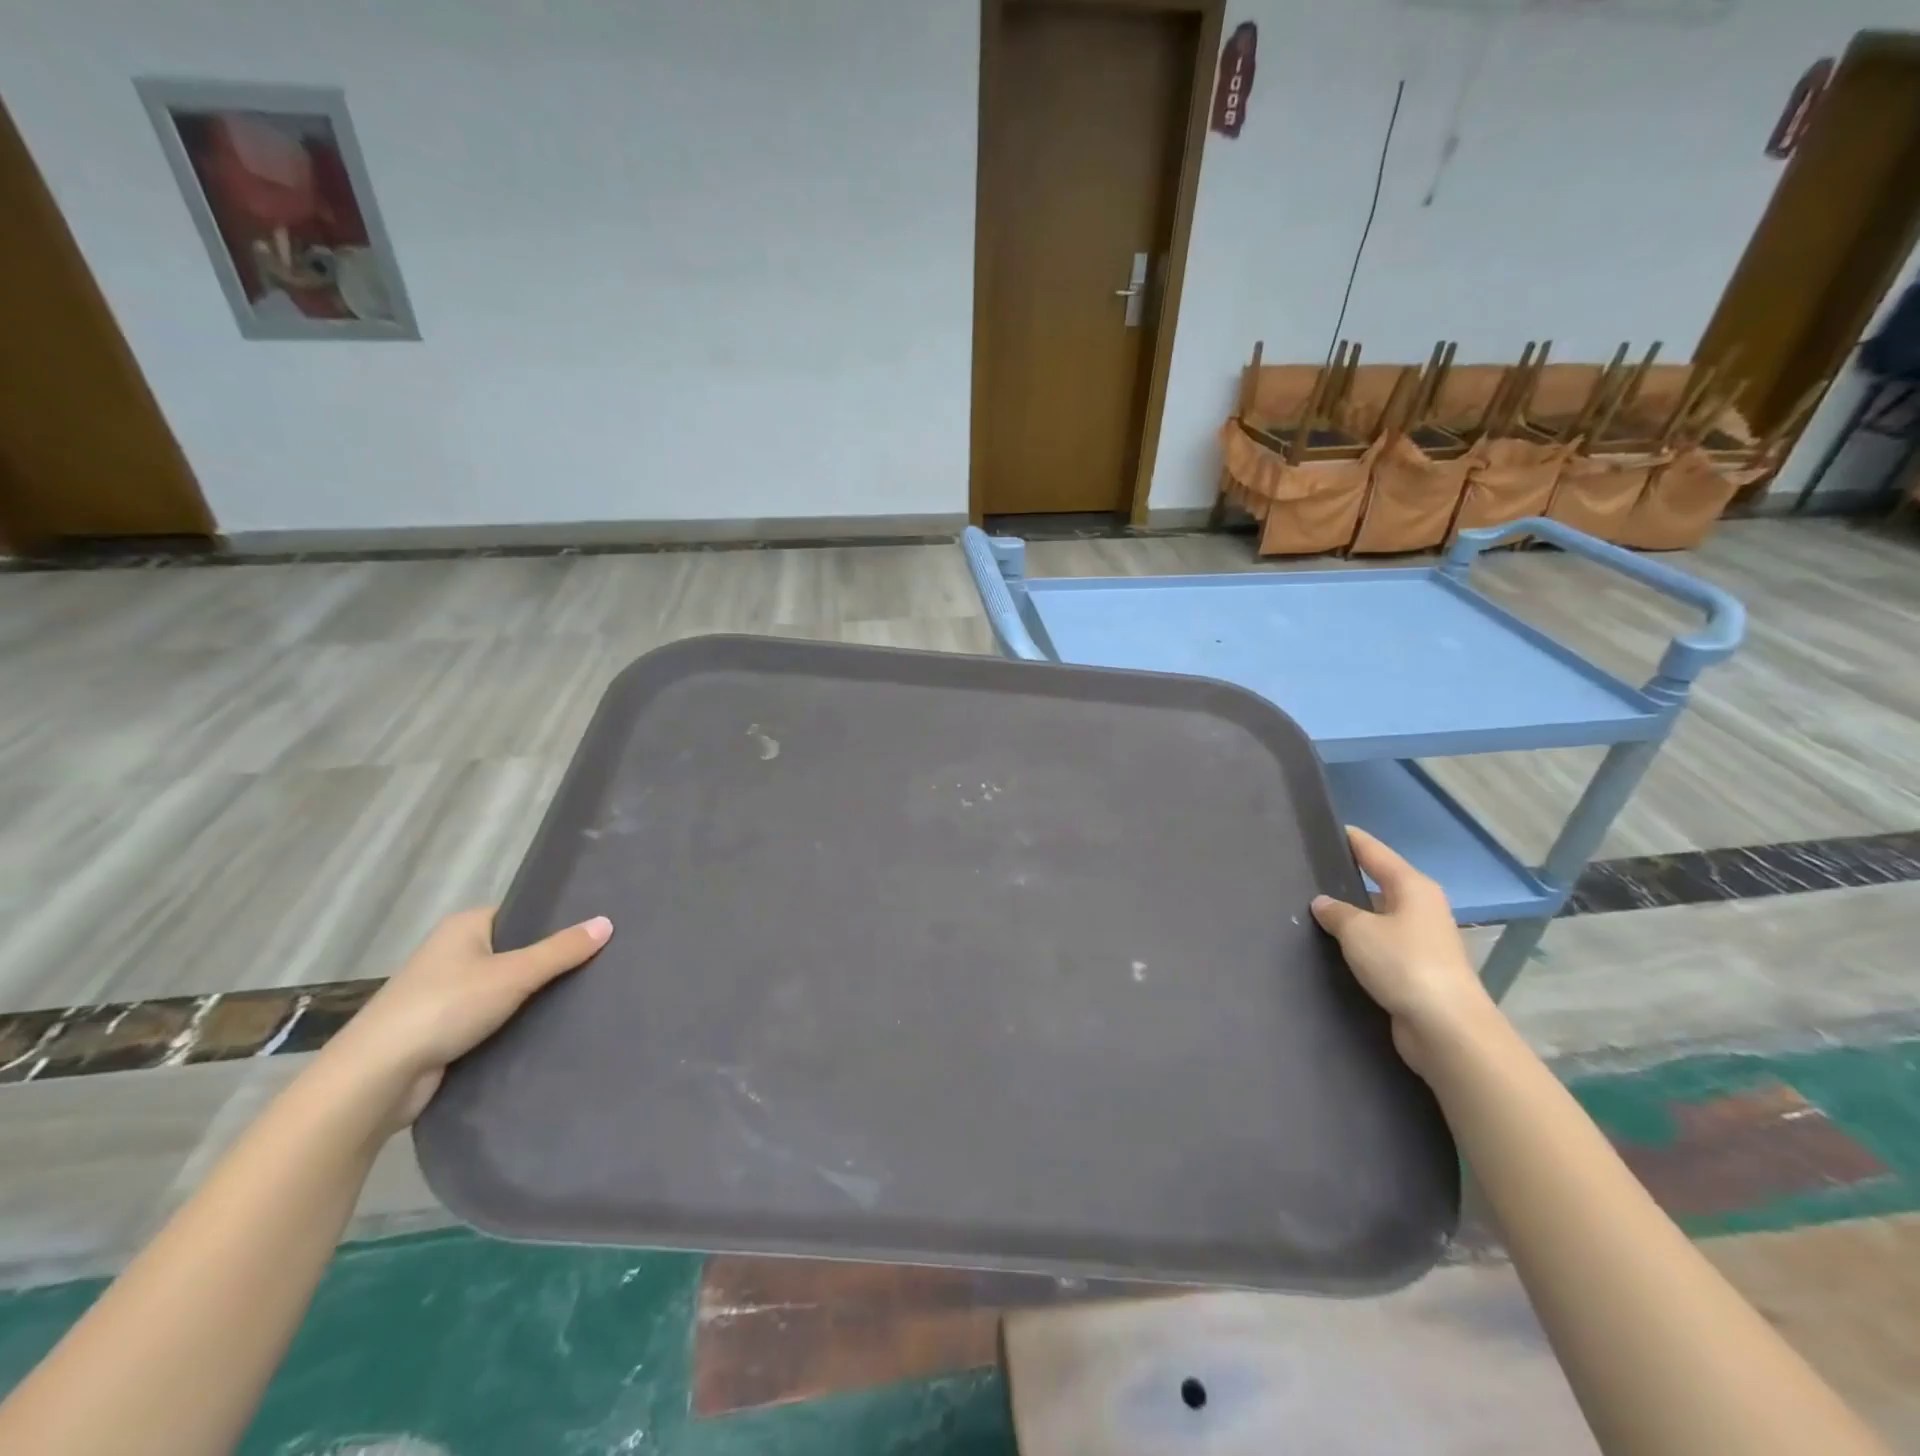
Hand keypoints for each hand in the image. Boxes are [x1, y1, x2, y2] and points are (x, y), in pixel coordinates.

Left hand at [320, 908, 612, 1131]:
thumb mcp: (514, 974)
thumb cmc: (444, 1007)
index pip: (522, 913)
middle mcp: (454, 953)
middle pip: (517, 950)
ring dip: (534, 996)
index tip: (596, 932)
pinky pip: (493, 1017)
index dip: (557, 921)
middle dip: (551, 961)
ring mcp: (446, 993)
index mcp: (465, 926)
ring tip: (586, 996)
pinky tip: (551, 1028)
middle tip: (601, 964)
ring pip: (506, 988)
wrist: (377, 1078)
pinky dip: (516, 1022)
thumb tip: (607, 922)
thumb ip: (561, 950)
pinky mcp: (445, 1030)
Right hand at [1311, 827, 1495, 1076]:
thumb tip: (1323, 903)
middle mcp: (1421, 908)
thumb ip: (1336, 912)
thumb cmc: (1403, 964)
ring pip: (1379, 917)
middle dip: (1348, 879)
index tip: (1328, 828)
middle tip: (1309, 872)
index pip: (1375, 853)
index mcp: (1413, 887)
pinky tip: (1334, 947)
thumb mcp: (1358, 931)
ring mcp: (1422, 941)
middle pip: (1379, 883)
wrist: (1446, 1028)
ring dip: (1353, 916)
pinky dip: (1360, 944)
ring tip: (1314, 911)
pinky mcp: (1417, 971)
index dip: (1352, 840)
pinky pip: (1380, 946)